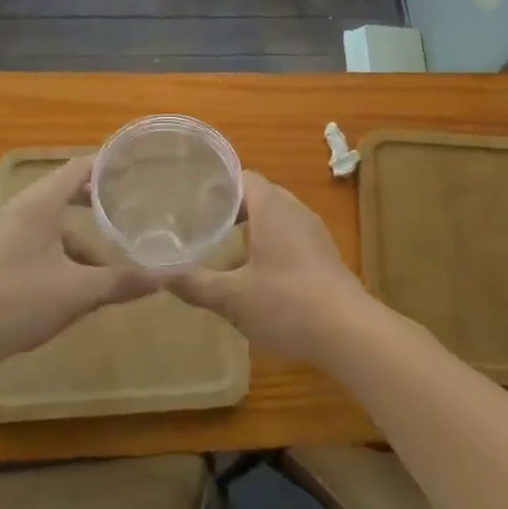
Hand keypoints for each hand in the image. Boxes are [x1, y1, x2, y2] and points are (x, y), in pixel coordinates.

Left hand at [0, 156, 155, 374]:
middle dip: (101, 197)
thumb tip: (166, 276)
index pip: (81, 167)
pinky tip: (81, 275)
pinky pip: (41, 235)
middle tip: (135, 203)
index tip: (140, 169)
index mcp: (40, 203)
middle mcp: (23, 207)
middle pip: (68, 188)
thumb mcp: (77, 293)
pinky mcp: (0, 252)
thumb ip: (122, 281)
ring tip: (114, 244)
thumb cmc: (17, 303)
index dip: (111, 165)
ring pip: (55, 216)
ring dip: (83, 228)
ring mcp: (8, 230)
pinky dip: (65, 245)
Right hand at [166, 171, 374, 363]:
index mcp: (272, 207)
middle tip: (199, 224)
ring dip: (249, 227)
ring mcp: (312, 231)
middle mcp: (294, 209)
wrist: (349, 331)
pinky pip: (289, 235)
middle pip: (257, 195)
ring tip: (221, 247)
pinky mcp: (323, 253)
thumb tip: (158, 274)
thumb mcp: (233, 297)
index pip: (241, 176)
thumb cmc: (287, 304)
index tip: (190, 200)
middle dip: (229, 207)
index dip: (215, 185)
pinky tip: (254, 272)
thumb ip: (194, 283)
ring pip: (274, 216)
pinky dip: (268, 243)